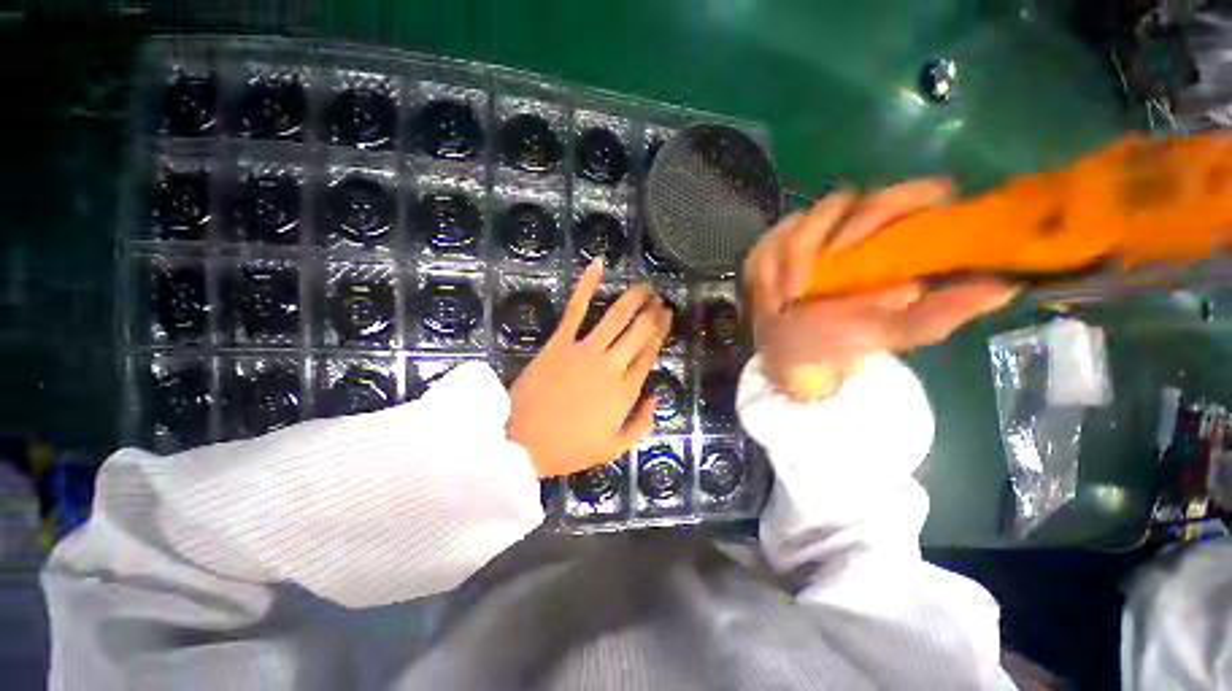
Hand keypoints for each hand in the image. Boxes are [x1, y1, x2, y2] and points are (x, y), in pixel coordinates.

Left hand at [507, 259, 672, 476]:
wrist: (521, 443)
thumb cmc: (568, 448)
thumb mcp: (613, 448)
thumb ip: (641, 424)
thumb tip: (657, 397)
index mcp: (625, 392)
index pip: (649, 354)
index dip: (661, 333)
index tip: (667, 316)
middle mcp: (612, 365)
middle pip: (639, 332)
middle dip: (653, 313)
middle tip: (659, 300)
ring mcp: (586, 350)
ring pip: (617, 317)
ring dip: (634, 298)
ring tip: (645, 287)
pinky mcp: (560, 342)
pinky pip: (576, 308)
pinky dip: (587, 285)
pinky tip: (597, 265)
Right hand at [745, 179, 1019, 399]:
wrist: (789, 351)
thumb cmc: (839, 341)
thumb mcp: (891, 332)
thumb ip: (940, 313)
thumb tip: (1007, 286)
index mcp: (899, 239)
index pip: (918, 195)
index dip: (894, 208)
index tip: (866, 247)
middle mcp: (860, 225)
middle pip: (850, 198)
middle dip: (825, 239)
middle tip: (812, 282)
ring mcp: (814, 229)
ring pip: (804, 219)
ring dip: (793, 261)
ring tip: (789, 298)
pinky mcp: (778, 239)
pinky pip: (771, 239)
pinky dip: (769, 269)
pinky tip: (772, 294)